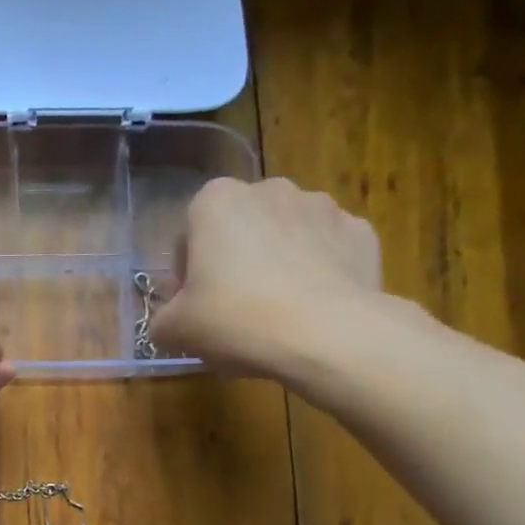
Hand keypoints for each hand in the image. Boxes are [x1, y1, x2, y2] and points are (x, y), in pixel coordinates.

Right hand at [150, 176, 383, 377]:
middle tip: (232, 311)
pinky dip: (318, 272)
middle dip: (233, 262)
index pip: (188, 236)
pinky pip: (327, 251)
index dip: (186, 275)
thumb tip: (171, 321)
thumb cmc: (236, 320)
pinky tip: (311, 309)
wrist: (327, 335)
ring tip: (276, 313)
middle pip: (239, 230)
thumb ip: (163, 319)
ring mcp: (322, 207)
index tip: (193, 307)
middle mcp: (269, 190)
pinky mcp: (361, 232)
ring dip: (277, 264)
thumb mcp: (175, 330)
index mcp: (216, 201)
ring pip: (285, 237)